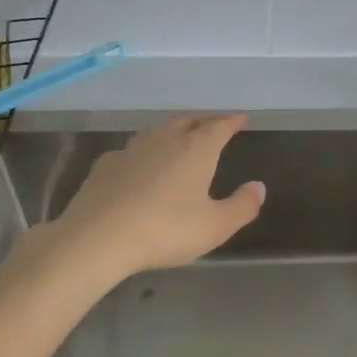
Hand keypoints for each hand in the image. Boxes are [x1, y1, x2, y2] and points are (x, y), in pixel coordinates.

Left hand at [43, 114, 264, 282]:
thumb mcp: (215, 226)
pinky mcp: (106, 165)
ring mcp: (132, 150)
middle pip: (188, 122)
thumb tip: (259, 186)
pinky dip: (143, 153)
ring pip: (158, 131)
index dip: (231, 121)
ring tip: (179, 138)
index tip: (240, 118)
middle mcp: (165, 140)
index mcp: (196, 149)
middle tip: (212, 125)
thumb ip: (242, 206)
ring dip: (172, 131)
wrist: (97, 238)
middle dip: (203, 122)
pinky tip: (139, 165)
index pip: (219, 126)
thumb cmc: (165, 230)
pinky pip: (131, 151)